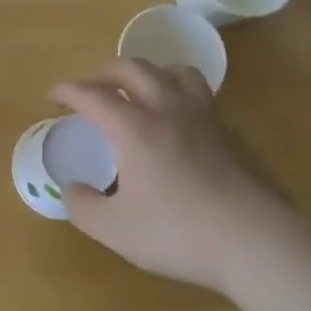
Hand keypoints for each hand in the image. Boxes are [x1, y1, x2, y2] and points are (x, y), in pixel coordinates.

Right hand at [53, 60, 286, 292]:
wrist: (256, 241)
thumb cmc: (179, 233)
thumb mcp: (116, 231)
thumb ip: (84, 207)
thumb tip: (71, 189)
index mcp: (134, 128)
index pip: (93, 95)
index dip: (69, 91)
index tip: (54, 95)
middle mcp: (167, 110)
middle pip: (133, 69)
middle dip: (105, 72)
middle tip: (92, 87)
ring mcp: (203, 118)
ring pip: (174, 72)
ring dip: (149, 73)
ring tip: (140, 91)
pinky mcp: (230, 133)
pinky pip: (199, 96)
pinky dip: (179, 95)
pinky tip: (179, 123)